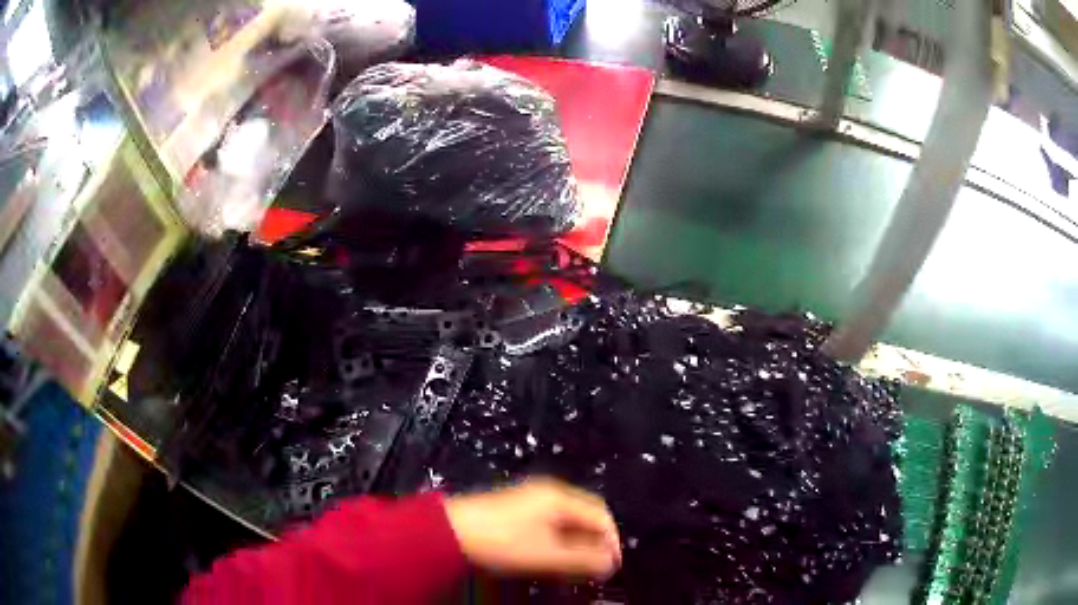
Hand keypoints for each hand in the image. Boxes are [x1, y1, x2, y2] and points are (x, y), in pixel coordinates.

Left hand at [444, 477, 621, 579]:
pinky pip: (552, 523)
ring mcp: (532, 499)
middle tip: (597, 566)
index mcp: (560, 498)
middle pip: (586, 516)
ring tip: (577, 566)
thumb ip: (582, 559)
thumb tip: (610, 563)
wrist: (451, 531)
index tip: (613, 564)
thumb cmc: (502, 542)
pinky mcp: (517, 509)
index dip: (612, 540)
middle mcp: (549, 493)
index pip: (601, 515)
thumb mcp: (547, 554)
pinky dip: (560, 540)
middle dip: (595, 542)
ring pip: (568, 521)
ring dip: (577, 543)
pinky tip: (555, 557)